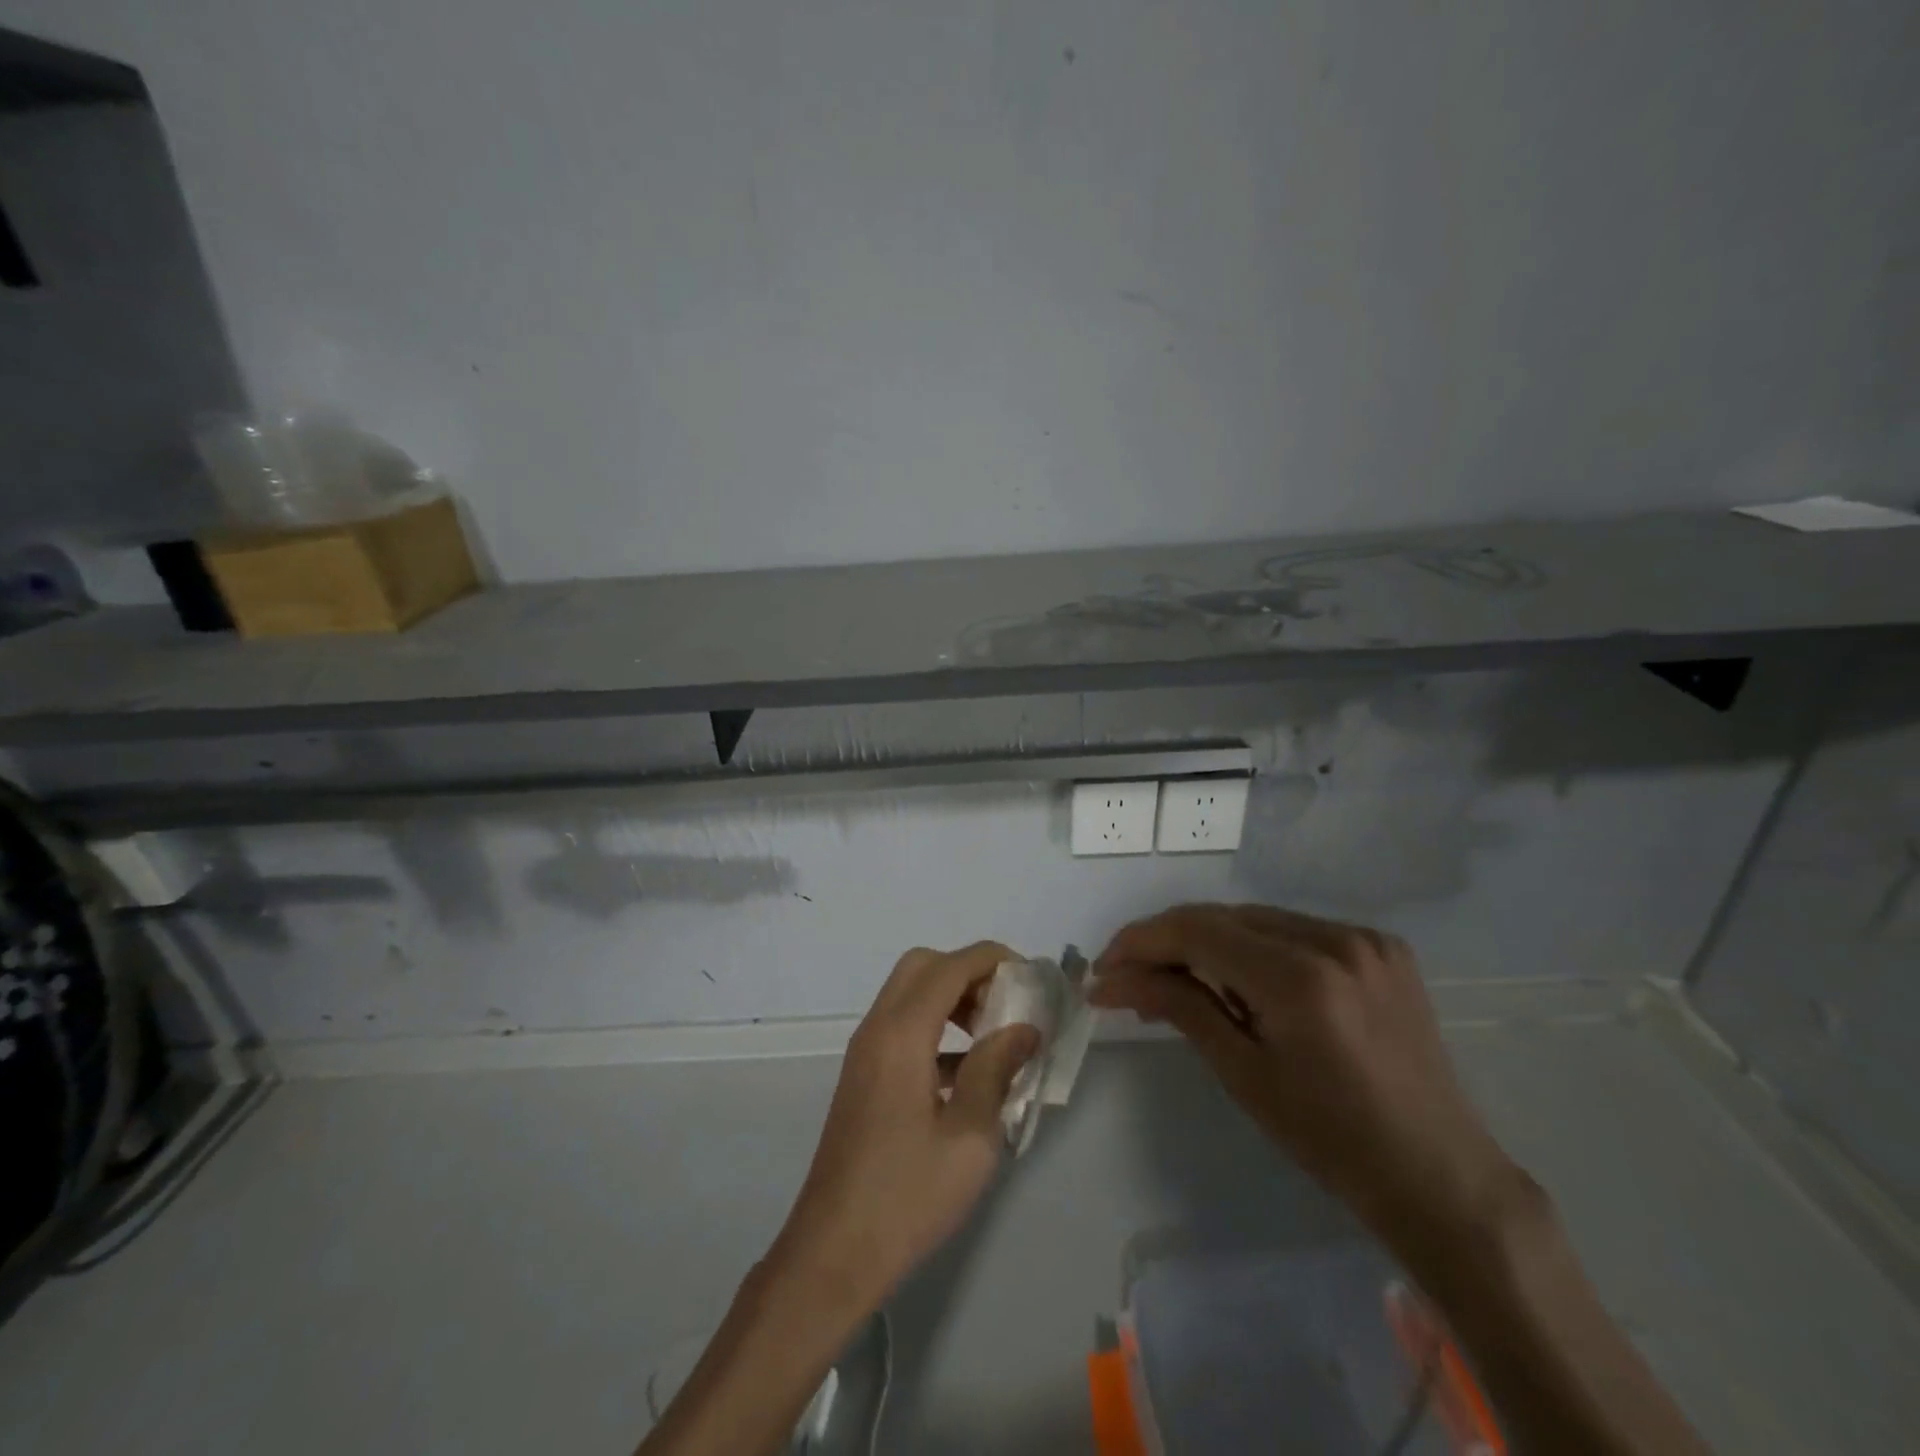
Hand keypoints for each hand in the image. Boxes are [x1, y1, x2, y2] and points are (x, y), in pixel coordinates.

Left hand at [769, 942, 1039, 1310]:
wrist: (834, 1252)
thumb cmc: (908, 1196)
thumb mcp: (970, 1136)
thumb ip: (996, 1070)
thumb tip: (1024, 1028)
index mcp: (901, 1035)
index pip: (950, 967)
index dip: (992, 959)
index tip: (1031, 977)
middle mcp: (877, 1029)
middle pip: (922, 967)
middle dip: (968, 972)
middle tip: (1005, 1006)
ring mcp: (865, 1052)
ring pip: (909, 994)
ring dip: (951, 998)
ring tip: (993, 1037)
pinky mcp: (863, 1076)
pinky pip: (901, 1026)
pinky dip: (935, 1027)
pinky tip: (966, 1072)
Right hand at [1090, 904, 1521, 1257]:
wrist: (1438, 1174)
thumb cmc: (1330, 1139)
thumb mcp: (1243, 1073)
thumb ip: (1178, 1006)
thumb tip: (1111, 979)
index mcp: (1300, 978)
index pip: (1197, 931)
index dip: (1140, 942)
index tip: (1103, 968)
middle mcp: (1334, 939)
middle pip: (1223, 917)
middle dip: (1168, 942)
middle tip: (1129, 978)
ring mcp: (1363, 937)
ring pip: (1256, 919)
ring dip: (1209, 943)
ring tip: (1176, 980)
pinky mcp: (1380, 946)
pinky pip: (1294, 930)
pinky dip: (1254, 947)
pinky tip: (1240, 980)